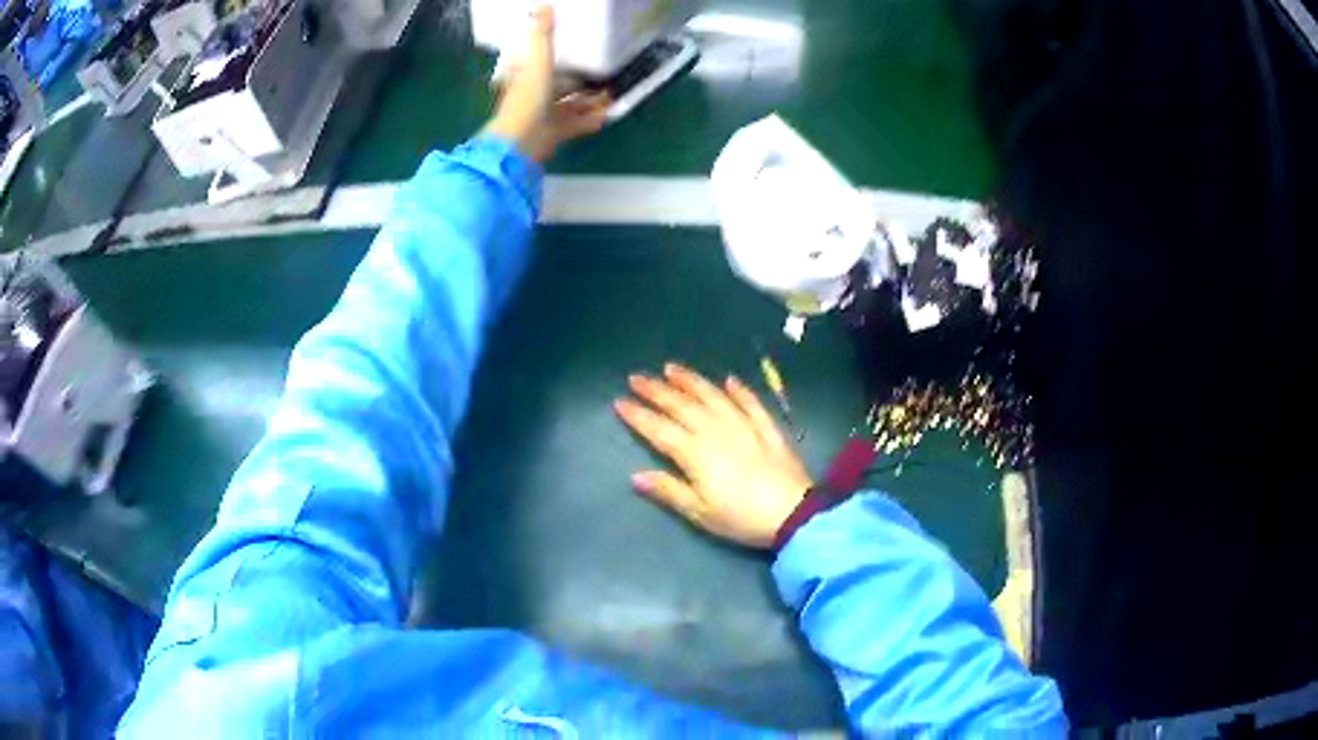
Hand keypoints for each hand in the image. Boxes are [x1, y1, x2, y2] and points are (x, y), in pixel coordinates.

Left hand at [484, 7, 609, 162]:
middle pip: (560, 86)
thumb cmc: (528, 97)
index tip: (575, 50)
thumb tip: (544, 5)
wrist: (523, 140)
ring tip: (612, 93)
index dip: (555, 58)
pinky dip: (592, 119)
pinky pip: (578, 124)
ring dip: (591, 101)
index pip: (541, 64)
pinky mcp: (556, 134)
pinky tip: (608, 114)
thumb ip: (542, 34)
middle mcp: (535, 96)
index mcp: (526, 77)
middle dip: (580, 81)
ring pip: (571, 105)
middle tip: (604, 74)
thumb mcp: (538, 59)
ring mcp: (545, 116)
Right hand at [615, 363, 813, 548]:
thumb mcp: (699, 512)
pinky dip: (738, 390)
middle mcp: (716, 431)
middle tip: (637, 377)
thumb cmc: (740, 517)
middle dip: (656, 391)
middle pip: (682, 406)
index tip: (619, 401)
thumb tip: (636, 475)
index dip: (638, 415)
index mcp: (695, 453)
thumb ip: (669, 490)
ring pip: (712, 397)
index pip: (659, 429)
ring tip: (672, 368)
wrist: (792, 514)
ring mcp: (743, 425)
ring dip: (691, 381)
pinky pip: (750, 403)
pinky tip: (729, 380)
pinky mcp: (767, 428)